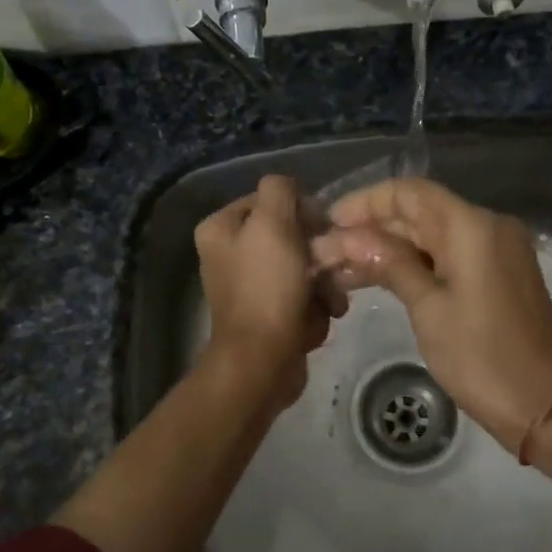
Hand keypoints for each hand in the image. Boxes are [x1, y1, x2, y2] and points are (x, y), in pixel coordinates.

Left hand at [195, 175, 339, 417]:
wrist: (263, 362)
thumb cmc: (267, 287)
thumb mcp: (274, 223)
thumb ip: (280, 189)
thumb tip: (291, 190)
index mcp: (220, 228)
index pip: (270, 200)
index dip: (301, 211)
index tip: (320, 230)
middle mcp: (229, 254)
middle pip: (289, 235)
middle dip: (318, 253)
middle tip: (332, 267)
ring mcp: (248, 286)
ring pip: (302, 267)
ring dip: (324, 282)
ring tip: (330, 300)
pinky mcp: (267, 314)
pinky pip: (301, 297)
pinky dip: (316, 306)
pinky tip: (321, 318)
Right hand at [311, 178, 551, 454]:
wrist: (545, 405)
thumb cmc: (482, 357)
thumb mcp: (428, 309)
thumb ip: (390, 264)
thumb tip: (349, 239)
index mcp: (472, 226)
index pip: (410, 192)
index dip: (366, 202)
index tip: (330, 221)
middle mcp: (487, 227)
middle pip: (420, 212)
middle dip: (372, 229)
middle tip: (326, 251)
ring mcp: (496, 251)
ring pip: (432, 236)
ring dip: (389, 249)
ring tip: (340, 269)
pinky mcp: (498, 275)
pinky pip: (448, 256)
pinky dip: (415, 264)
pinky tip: (377, 279)